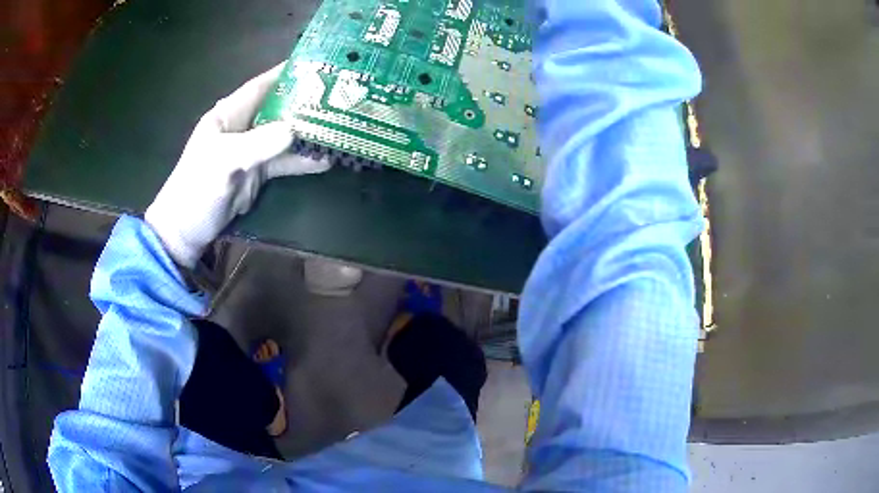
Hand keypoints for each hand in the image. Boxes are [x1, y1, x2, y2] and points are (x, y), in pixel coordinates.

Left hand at [145, 64, 329, 268]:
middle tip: (337, 96)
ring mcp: (251, 152)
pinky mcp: (258, 173)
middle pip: (277, 109)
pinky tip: (325, 159)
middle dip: (304, 103)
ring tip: (339, 128)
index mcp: (228, 116)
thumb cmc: (196, 189)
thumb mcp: (223, 162)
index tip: (314, 65)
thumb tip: (295, 130)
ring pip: (284, 136)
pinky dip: (302, 161)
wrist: (187, 231)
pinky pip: (284, 162)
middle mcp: (242, 128)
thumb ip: (257, 144)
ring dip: (308, 134)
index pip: (259, 87)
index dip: (284, 74)